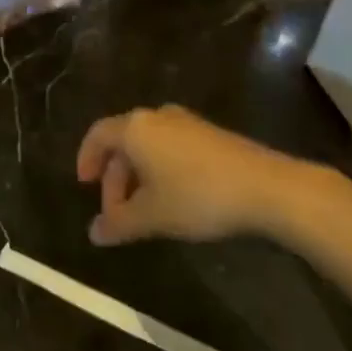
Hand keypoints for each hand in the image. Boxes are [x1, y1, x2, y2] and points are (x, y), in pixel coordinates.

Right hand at [76, 106, 324, 246]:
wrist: (267, 188)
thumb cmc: (198, 196)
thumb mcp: (153, 216)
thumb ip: (118, 223)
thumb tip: (94, 234)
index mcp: (135, 128)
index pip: (98, 135)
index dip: (86, 158)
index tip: (84, 186)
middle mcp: (156, 116)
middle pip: (123, 142)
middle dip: (115, 178)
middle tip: (116, 213)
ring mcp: (186, 123)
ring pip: (148, 145)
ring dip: (138, 175)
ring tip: (143, 209)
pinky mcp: (209, 134)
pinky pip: (171, 147)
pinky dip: (161, 169)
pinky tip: (173, 198)